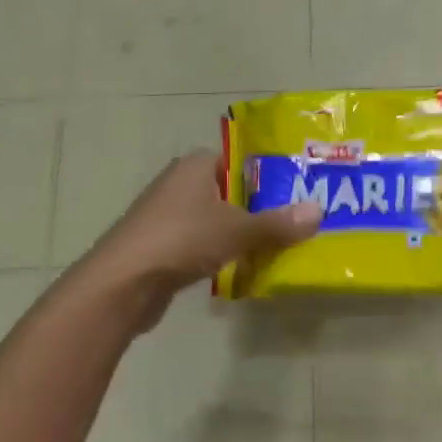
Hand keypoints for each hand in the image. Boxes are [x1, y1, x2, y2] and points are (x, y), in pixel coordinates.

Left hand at [83, 151, 321, 327]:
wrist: (123, 283)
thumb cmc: (181, 240)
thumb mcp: (237, 230)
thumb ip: (277, 223)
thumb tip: (318, 211)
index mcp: (195, 166)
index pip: (238, 159)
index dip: (267, 172)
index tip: (296, 189)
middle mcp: (179, 184)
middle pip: (229, 191)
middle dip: (259, 207)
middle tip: (296, 221)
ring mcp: (167, 217)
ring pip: (215, 220)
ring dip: (240, 234)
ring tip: (278, 246)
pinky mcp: (162, 247)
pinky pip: (202, 245)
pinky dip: (221, 254)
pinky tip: (243, 268)